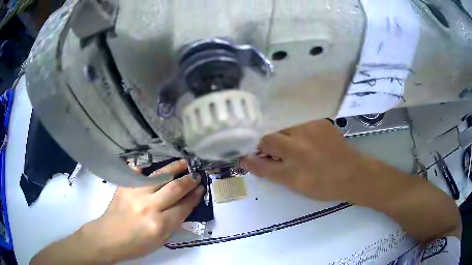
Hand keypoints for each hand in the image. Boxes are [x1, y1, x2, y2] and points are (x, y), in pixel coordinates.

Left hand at [84, 159, 203, 262]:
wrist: (108, 237)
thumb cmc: (136, 244)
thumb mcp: (161, 241)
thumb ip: (174, 223)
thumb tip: (185, 205)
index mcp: (160, 224)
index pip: (183, 207)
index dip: (194, 197)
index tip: (201, 188)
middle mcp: (149, 206)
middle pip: (174, 189)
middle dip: (189, 180)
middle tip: (196, 175)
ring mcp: (135, 193)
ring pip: (159, 176)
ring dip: (173, 168)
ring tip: (183, 163)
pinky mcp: (124, 186)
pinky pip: (137, 171)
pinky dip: (146, 167)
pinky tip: (153, 166)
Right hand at [242, 120, 371, 201]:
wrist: (353, 173)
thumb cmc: (323, 185)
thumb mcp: (294, 185)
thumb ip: (268, 171)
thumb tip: (247, 159)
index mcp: (291, 168)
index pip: (258, 158)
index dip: (248, 154)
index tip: (244, 152)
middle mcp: (298, 145)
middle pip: (267, 135)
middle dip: (259, 139)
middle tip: (260, 144)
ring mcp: (310, 129)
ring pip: (280, 122)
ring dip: (274, 129)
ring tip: (277, 136)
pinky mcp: (319, 120)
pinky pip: (295, 118)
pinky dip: (288, 123)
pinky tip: (293, 130)